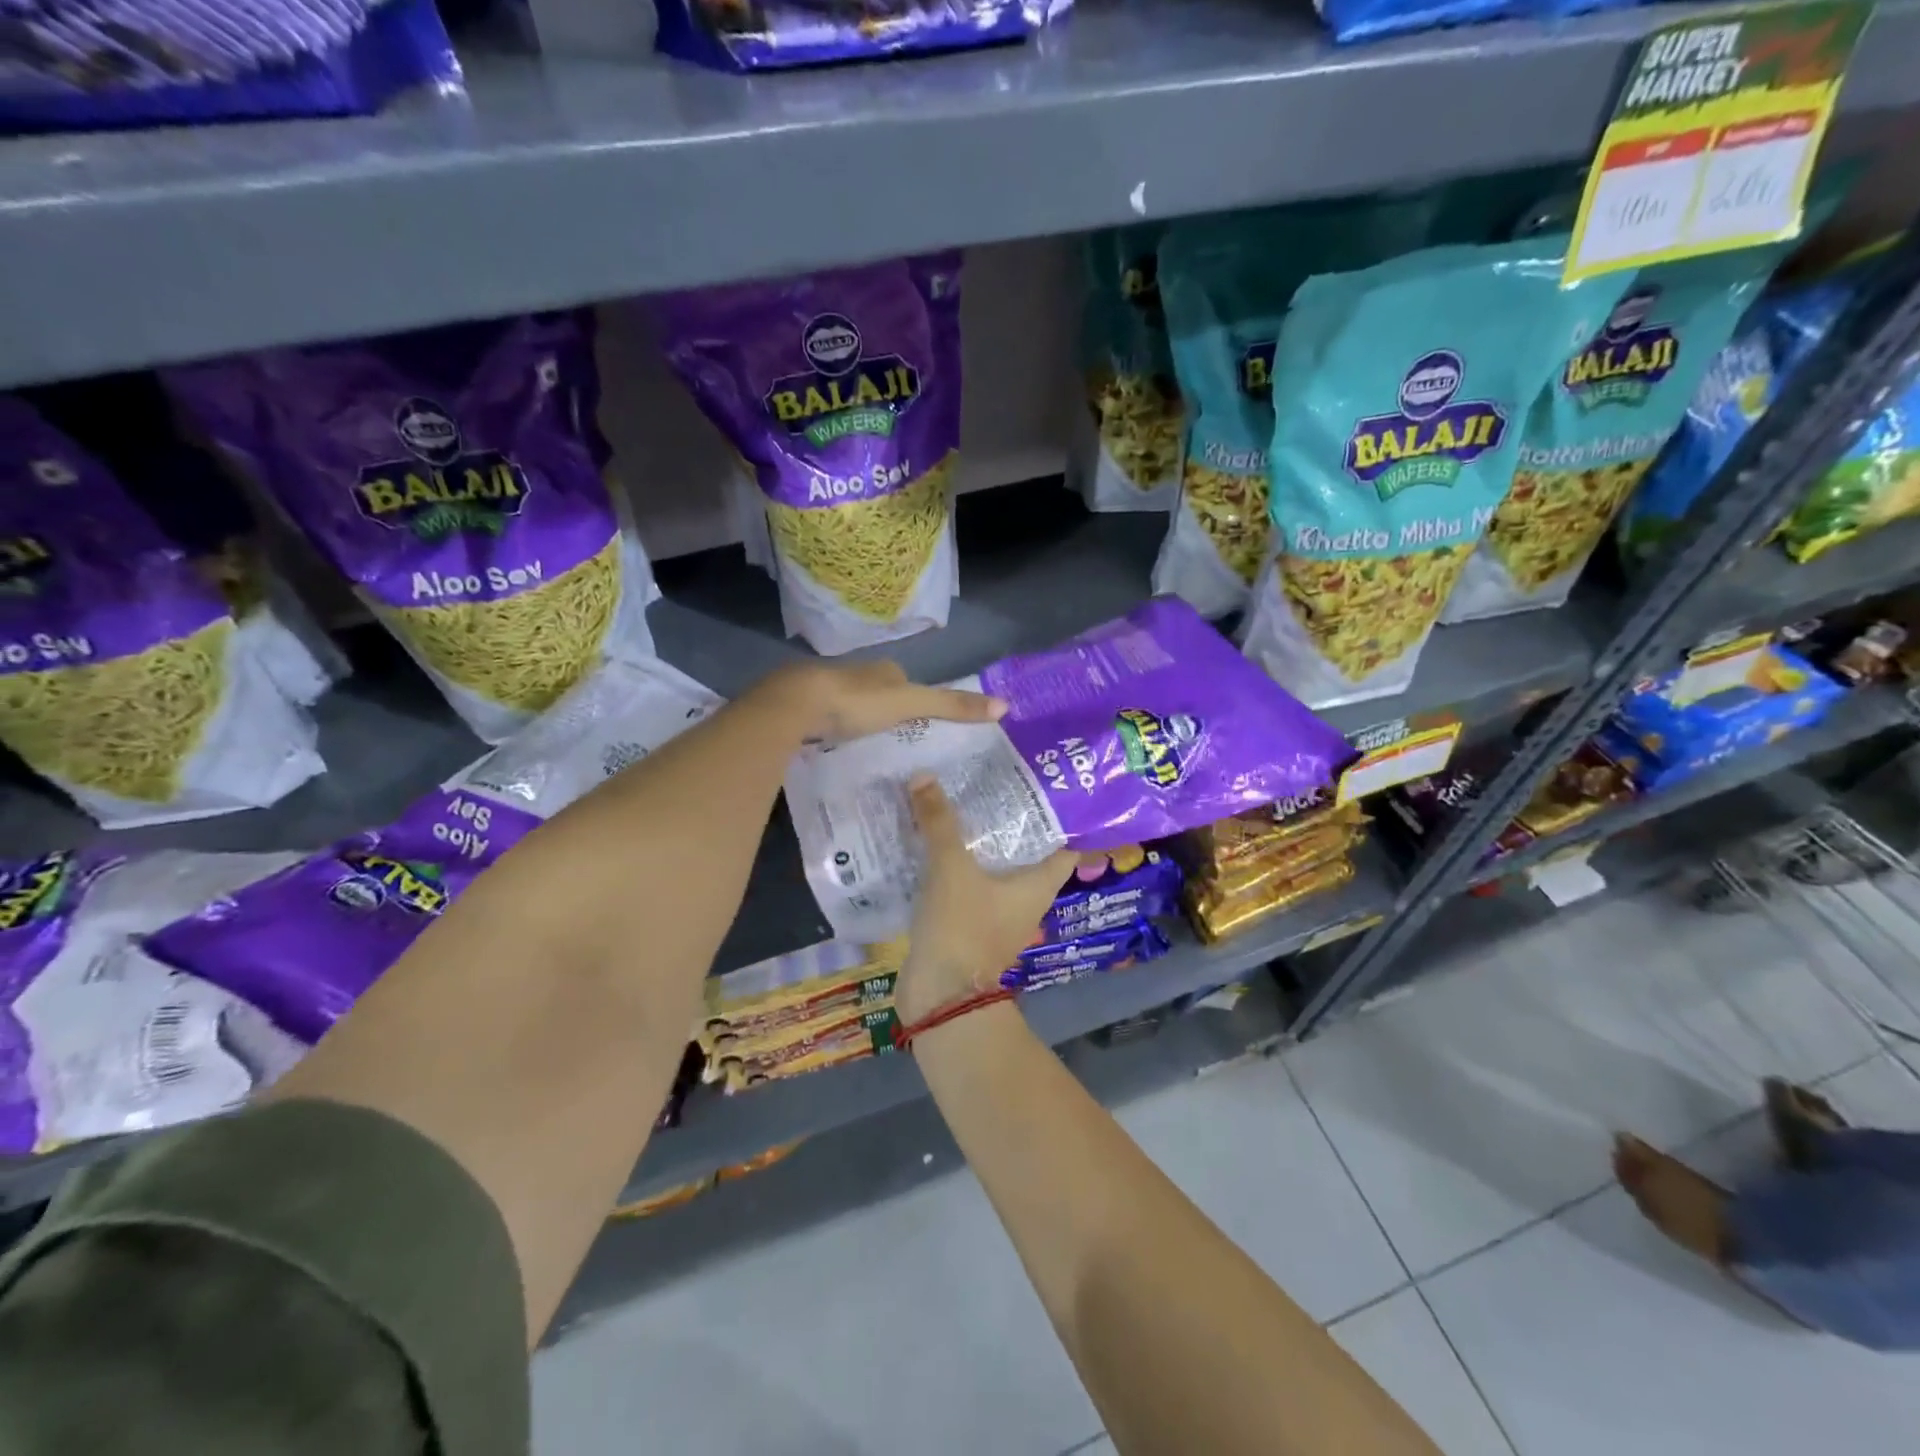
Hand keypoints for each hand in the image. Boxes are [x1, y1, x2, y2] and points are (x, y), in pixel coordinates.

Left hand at [762, 660, 1006, 743]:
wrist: (796, 704)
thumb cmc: (858, 702)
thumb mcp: (912, 704)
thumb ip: (952, 705)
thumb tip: (1005, 705)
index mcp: (882, 670)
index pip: (904, 680)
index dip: (914, 697)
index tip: (922, 719)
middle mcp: (855, 674)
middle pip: (877, 692)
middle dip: (885, 710)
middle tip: (896, 737)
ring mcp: (826, 690)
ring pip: (850, 705)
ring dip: (858, 720)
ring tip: (869, 746)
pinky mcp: (803, 709)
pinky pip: (826, 720)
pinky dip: (834, 730)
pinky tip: (835, 747)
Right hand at [894, 776, 1077, 1025]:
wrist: (939, 999)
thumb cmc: (962, 929)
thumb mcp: (952, 869)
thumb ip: (940, 823)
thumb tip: (924, 775)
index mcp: (1039, 883)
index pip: (1065, 843)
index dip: (1058, 815)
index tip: (1040, 782)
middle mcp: (1025, 897)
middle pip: (1024, 850)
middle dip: (1007, 819)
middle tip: (988, 780)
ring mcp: (996, 913)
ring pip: (991, 866)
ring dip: (976, 840)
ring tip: (957, 800)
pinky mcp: (967, 923)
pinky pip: (965, 883)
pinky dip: (953, 863)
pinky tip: (931, 840)